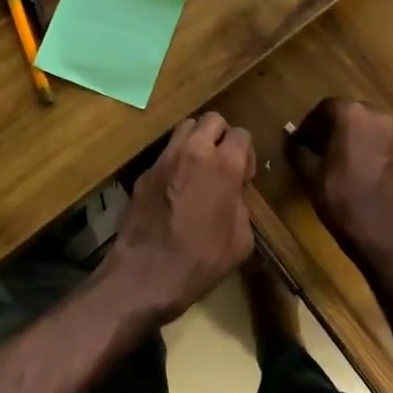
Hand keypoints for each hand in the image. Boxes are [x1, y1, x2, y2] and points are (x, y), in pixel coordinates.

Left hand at [103, 113, 254, 323]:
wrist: (147, 272)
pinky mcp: (145, 170)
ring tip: (198, 168)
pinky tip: (175, 188)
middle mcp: (194, 151)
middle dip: (221, 135)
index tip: (244, 176)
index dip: (246, 153)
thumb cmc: (202, 261)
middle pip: (212, 119)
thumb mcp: (241, 240)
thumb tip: (234, 193)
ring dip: (196, 141)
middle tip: (222, 162)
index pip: (241, 134)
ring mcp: (165, 158)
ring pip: (185, 128)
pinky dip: (175, 161)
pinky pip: (165, 153)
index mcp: (224, 165)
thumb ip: (241, 205)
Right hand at [290, 99, 392, 270]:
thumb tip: (291, 139)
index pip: (325, 108)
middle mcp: (376, 117)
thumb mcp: (310, 174)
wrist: (384, 235)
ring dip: (349, 138)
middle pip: (347, 114)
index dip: (309, 124)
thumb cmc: (342, 199)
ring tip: (335, 160)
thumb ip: (298, 149)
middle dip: (330, 128)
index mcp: (351, 114)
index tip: (300, 141)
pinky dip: (365, 148)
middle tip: (315, 149)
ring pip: (365, 128)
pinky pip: (378, 142)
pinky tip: (355, 170)